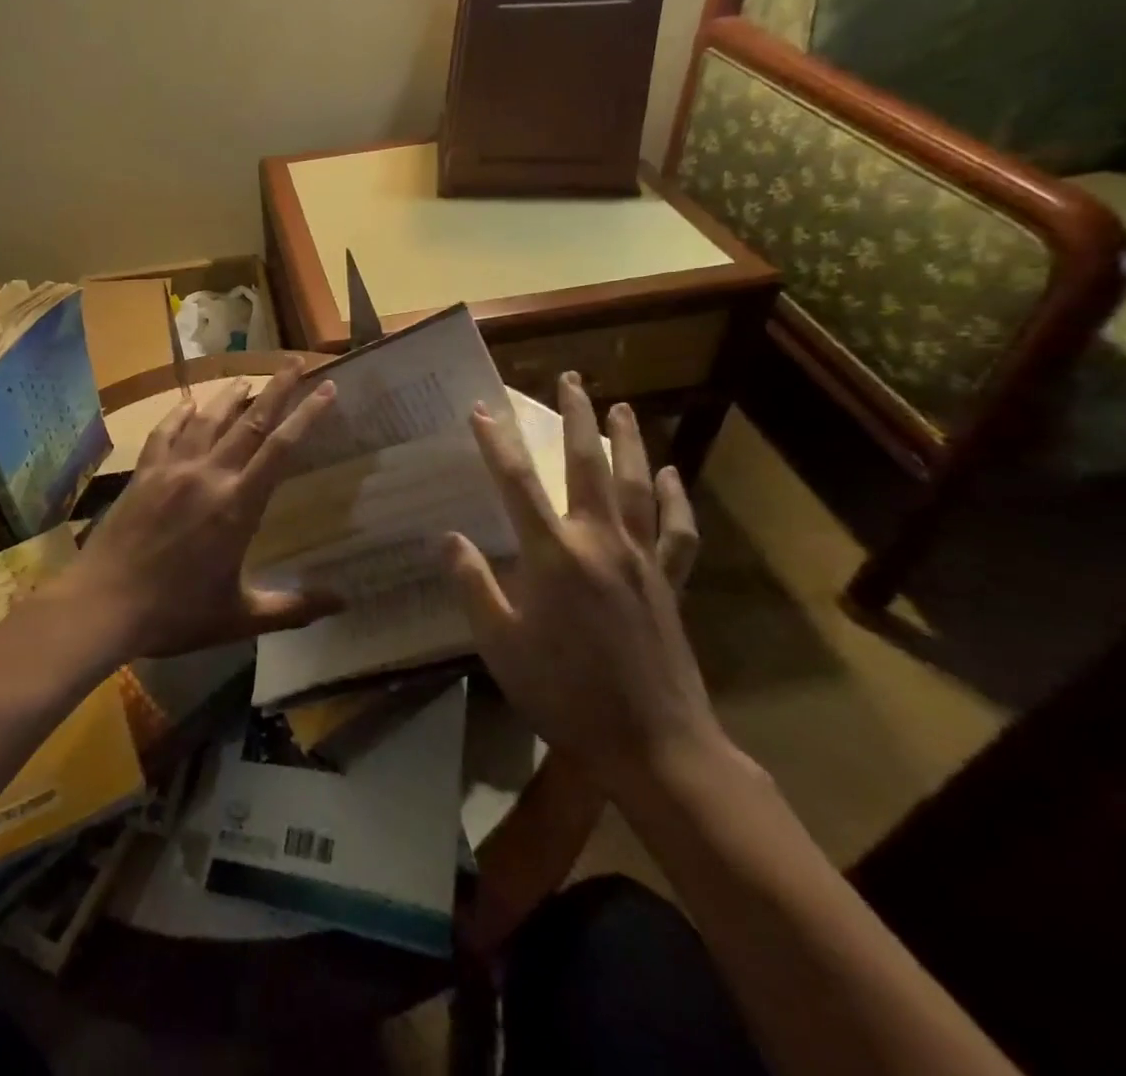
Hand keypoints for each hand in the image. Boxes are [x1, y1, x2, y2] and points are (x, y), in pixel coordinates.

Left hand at [52, 362, 339, 660]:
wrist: (103, 604)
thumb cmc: (175, 613)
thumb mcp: (238, 616)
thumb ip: (292, 608)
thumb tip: (343, 601)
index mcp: (237, 506)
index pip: (281, 449)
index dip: (307, 416)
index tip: (327, 389)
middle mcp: (208, 476)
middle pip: (249, 422)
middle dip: (276, 389)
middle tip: (294, 362)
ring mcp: (172, 470)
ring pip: (207, 420)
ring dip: (230, 396)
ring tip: (247, 379)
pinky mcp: (143, 474)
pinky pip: (165, 433)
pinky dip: (179, 414)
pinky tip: (187, 403)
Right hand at [446, 372, 722, 793]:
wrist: (653, 746)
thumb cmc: (564, 694)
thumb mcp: (499, 644)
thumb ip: (473, 584)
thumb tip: (448, 537)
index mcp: (553, 555)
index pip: (515, 482)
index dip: (495, 442)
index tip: (481, 409)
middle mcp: (599, 542)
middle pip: (587, 465)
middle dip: (577, 417)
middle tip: (571, 378)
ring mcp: (642, 559)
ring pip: (637, 485)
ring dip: (628, 441)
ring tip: (622, 406)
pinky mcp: (670, 583)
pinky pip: (678, 531)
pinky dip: (677, 498)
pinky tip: (672, 474)